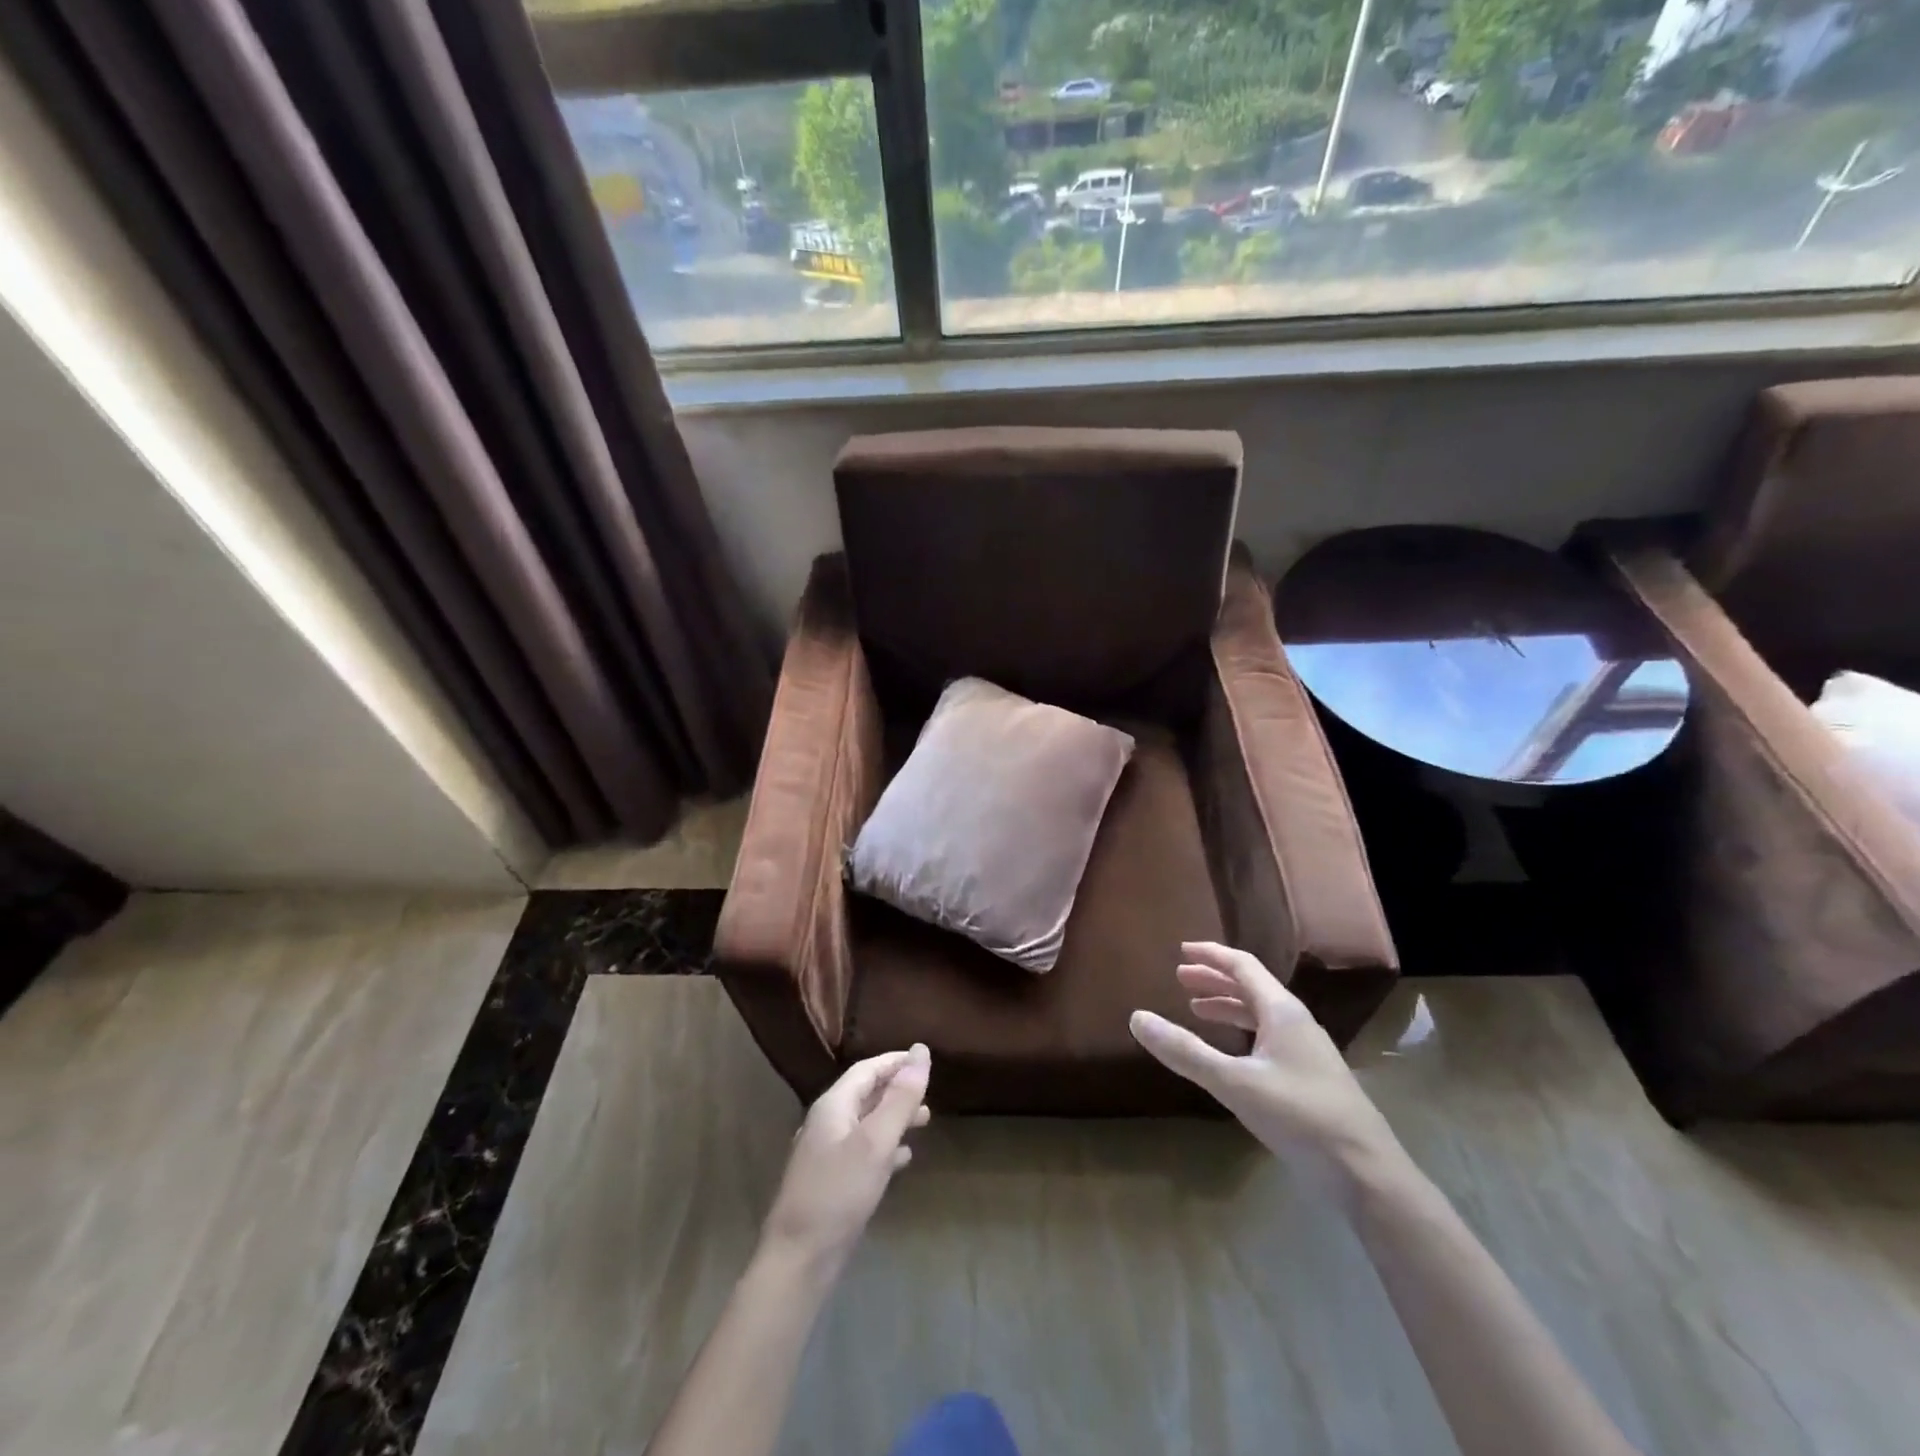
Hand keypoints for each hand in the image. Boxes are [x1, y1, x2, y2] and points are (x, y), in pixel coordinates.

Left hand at [759, 1044, 930, 1274]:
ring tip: (924, 1121)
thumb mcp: (876, 1141)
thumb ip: (900, 1097)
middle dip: (897, 1089)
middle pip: (865, 1094)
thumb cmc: (838, 1193)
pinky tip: (904, 1159)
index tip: (924, 1059)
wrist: (798, 1260)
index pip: (867, 1069)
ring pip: (866, 1124)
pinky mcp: (831, 1183)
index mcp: (833, 1106)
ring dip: (894, 1118)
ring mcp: (826, 1155)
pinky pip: (862, 1152)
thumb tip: (921, 1051)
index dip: (896, 1062)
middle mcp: (827, 1124)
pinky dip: (885, 1147)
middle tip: (929, 1092)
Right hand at [1129, 942, 1404, 1199]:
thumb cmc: (1299, 1117)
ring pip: (1261, 1014)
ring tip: (1196, 1010)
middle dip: (1214, 980)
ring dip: (1227, 1006)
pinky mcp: (1310, 1078)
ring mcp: (1307, 1051)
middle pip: (1251, 987)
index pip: (1243, 966)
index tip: (1181, 951)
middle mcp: (1296, 1023)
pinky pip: (1268, 1038)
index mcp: (1282, 1011)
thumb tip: (1137, 1018)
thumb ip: (1185, 1051)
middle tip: (1180, 979)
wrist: (1366, 1174)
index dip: (1211, 955)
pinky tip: (1231, 1052)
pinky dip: (1242, 1033)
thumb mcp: (1234, 1083)